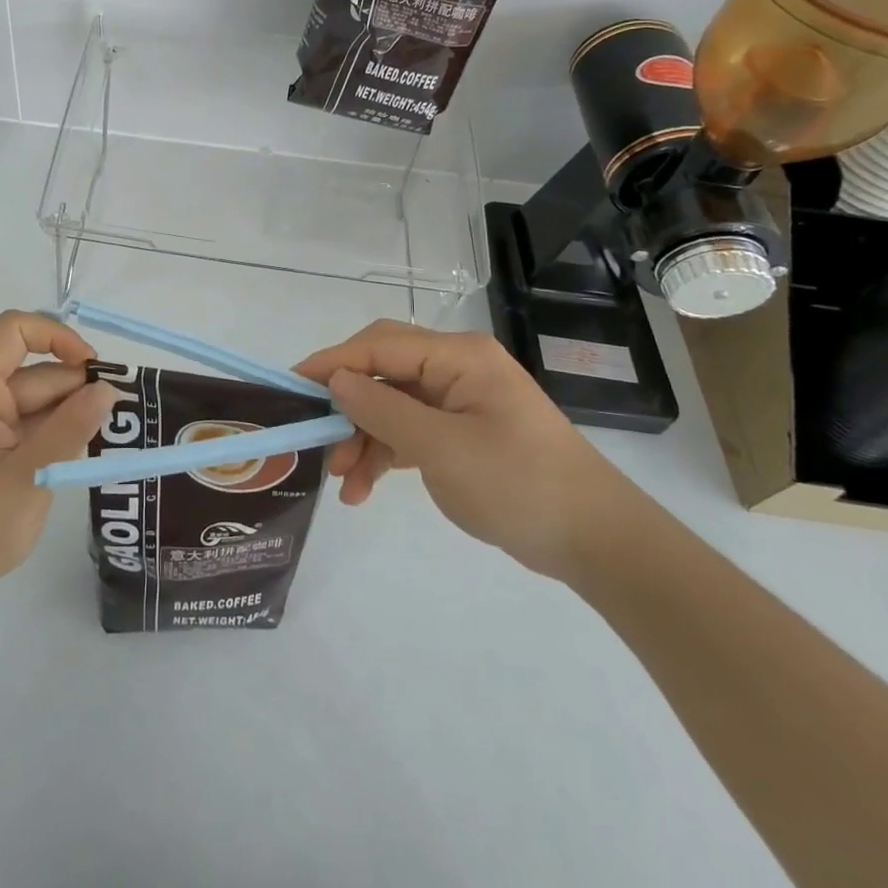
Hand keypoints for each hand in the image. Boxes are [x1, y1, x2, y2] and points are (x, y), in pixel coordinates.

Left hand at [0, 311, 116, 611]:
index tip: (93, 369)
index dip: (58, 336)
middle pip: (35, 372)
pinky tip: (73, 464)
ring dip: (68, 420)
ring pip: (37, 403)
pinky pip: (27, 430)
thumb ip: (71, 429)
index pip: (15, 329)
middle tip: (118, 422)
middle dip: (75, 391)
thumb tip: (107, 388)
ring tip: (100, 448)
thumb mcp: (29, 477)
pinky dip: (52, 440)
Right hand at [295, 320, 632, 580]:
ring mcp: (459, 400)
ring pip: (392, 405)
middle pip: (383, 371)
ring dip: (363, 438)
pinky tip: (364, 489)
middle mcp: (456, 367)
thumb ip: (383, 410)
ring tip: (343, 482)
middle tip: (314, 435)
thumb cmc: (519, 483)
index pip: (379, 345)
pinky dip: (385, 454)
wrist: (596, 541)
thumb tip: (336, 381)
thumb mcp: (442, 448)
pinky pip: (410, 431)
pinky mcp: (462, 432)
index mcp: (458, 355)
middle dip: (347, 404)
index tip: (291, 386)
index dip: (333, 362)